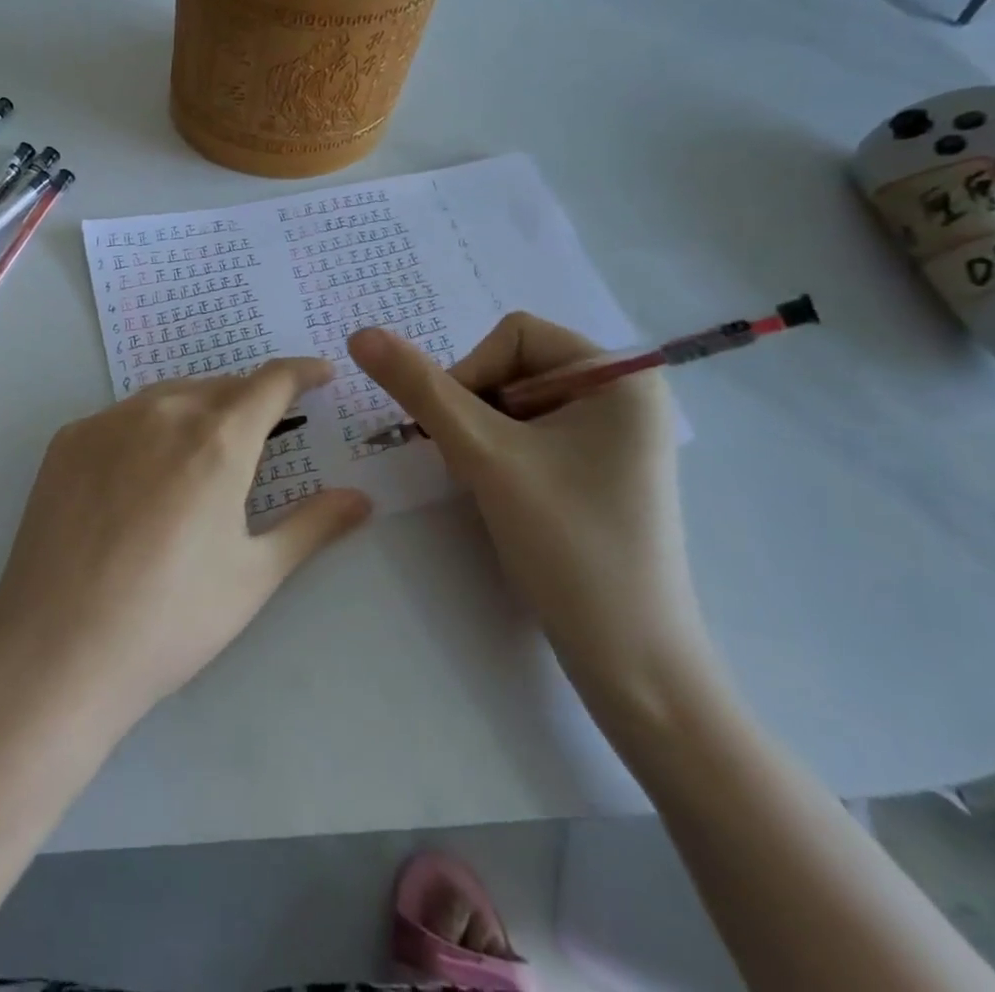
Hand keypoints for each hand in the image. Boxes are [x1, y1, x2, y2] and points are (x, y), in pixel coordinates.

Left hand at [0, 359, 370, 737]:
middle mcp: (163, 413)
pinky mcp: (68, 440)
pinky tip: (147, 467)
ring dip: (202, 405)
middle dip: (252, 396)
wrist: (55, 652)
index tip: (319, 374)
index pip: (270, 382)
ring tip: (210, 443)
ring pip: (170, 394)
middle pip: (220, 385)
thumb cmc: (170, 620)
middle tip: (268, 426)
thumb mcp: (253, 576)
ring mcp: (107, 422)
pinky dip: (151, 424)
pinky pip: (124, 415)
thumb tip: (361, 498)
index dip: (300, 372)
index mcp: (217, 440)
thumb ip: (312, 526)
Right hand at [349, 315, 710, 706]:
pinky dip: (502, 454)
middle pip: (514, 367)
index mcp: (618, 374)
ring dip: (483, 435)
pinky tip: (506, 496)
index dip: (470, 375)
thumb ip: (420, 388)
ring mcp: (615, 433)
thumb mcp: (483, 456)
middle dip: (476, 410)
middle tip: (473, 466)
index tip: (462, 437)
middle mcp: (624, 393)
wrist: (632, 661)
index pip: (513, 335)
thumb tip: (362, 334)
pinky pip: (533, 433)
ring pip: (515, 403)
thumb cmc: (567, 544)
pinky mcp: (601, 468)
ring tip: (490, 486)